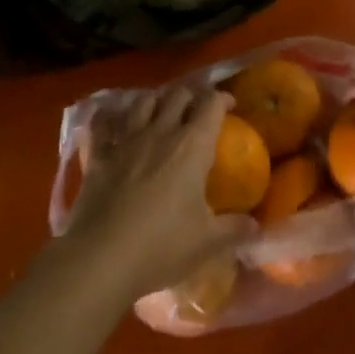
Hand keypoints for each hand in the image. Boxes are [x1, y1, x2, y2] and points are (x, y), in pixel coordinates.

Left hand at [65, 88, 256, 298]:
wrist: (101, 258)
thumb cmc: (161, 246)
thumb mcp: (207, 241)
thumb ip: (234, 229)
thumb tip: (256, 227)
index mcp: (192, 146)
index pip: (211, 105)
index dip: (222, 99)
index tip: (230, 105)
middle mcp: (160, 132)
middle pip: (177, 95)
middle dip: (191, 96)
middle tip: (197, 110)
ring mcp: (125, 141)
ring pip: (143, 102)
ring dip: (156, 100)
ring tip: (161, 110)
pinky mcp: (98, 156)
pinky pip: (102, 124)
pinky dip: (110, 116)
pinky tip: (112, 118)